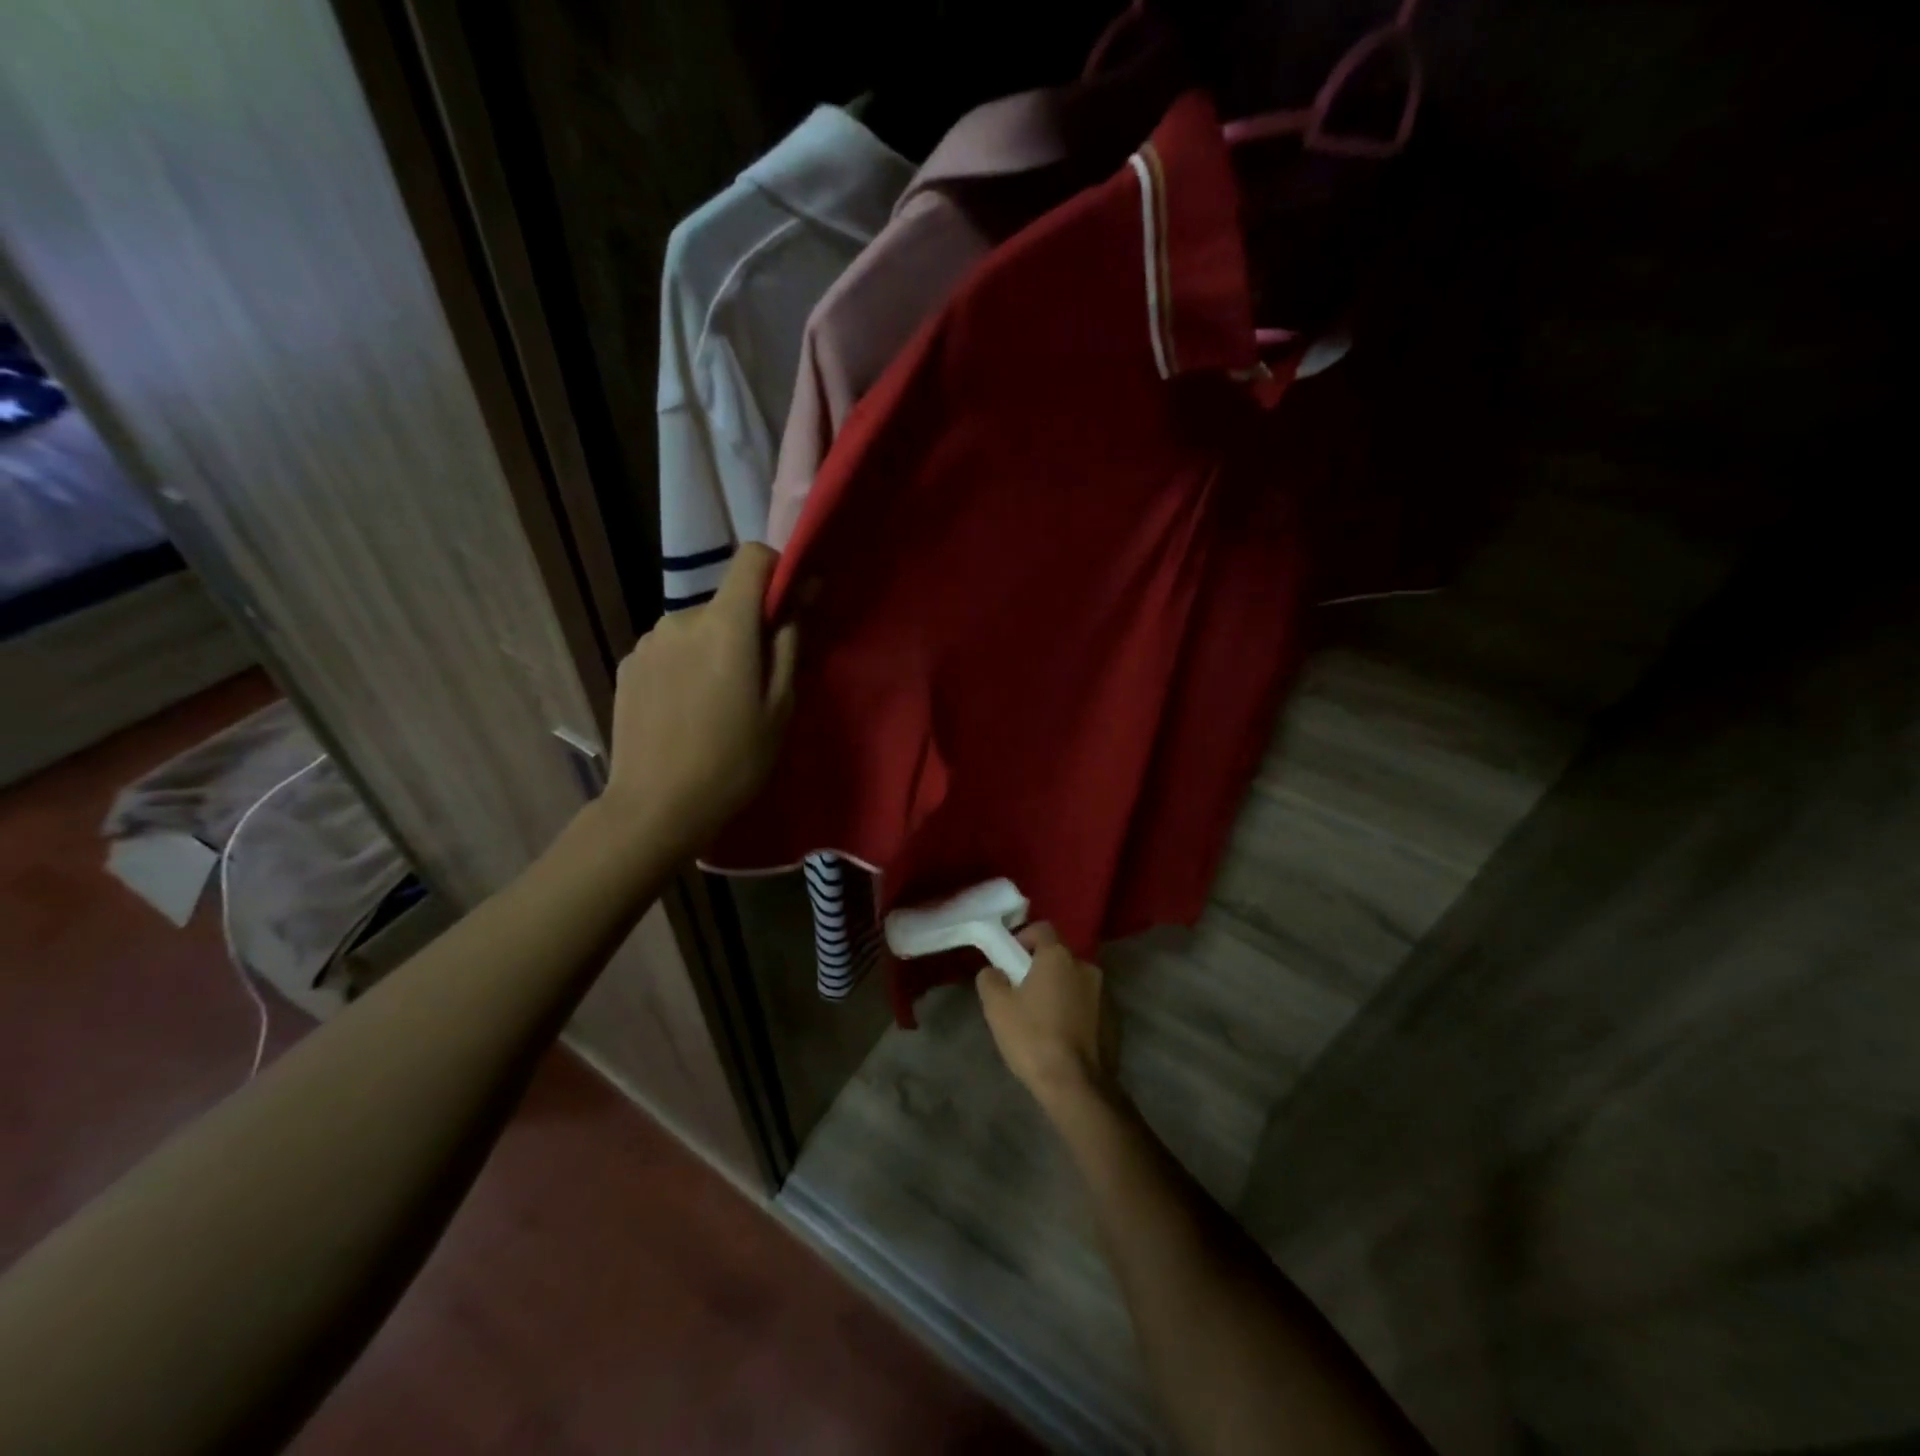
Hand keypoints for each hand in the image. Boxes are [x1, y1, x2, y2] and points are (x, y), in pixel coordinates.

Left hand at [603, 543, 797, 856]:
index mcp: (725, 624)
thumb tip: (800, 593)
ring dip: (712, 648)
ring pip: (696, 628)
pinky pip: (669, 649)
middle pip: (725, 602)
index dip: (775, 571)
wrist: (656, 808)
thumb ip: (789, 642)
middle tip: (753, 682)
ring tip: (715, 702)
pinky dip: (684, 665)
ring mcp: (648, 641)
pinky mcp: (627, 664)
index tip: (787, 607)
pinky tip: (684, 710)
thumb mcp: (780, 706)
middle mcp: (680, 618)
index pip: (752, 558)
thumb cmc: (734, 760)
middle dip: (745, 628)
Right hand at [976, 923, 1118, 1111]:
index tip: (1010, 960)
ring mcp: (1105, 994)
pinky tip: (1063, 1037)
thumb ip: (991, 978)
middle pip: (1059, 957)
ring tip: (1043, 1020)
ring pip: (1075, 982)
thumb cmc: (1033, 1038)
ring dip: (1060, 991)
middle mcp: (1086, 967)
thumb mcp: (997, 1007)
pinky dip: (1076, 1012)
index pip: (1042, 928)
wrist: (1077, 1086)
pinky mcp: (1115, 1020)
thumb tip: (995, 971)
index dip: (1023, 938)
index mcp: (1059, 957)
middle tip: (1022, 994)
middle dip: (1040, 969)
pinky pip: (1089, 1005)